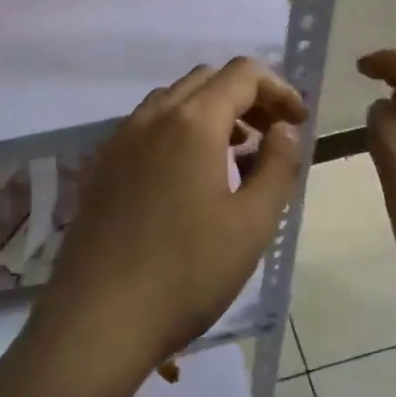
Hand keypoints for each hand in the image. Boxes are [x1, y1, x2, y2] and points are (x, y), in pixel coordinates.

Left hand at [32, 58, 307, 384]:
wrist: (97, 322)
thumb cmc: (186, 273)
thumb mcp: (252, 224)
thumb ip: (278, 165)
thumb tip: (283, 129)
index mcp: (192, 122)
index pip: (243, 74)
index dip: (279, 89)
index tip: (298, 123)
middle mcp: (152, 117)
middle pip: (207, 80)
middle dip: (247, 97)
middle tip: (271, 136)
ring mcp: (119, 140)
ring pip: (174, 100)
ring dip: (212, 112)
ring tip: (235, 155)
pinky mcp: (101, 168)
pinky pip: (147, 127)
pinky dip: (179, 130)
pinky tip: (189, 178)